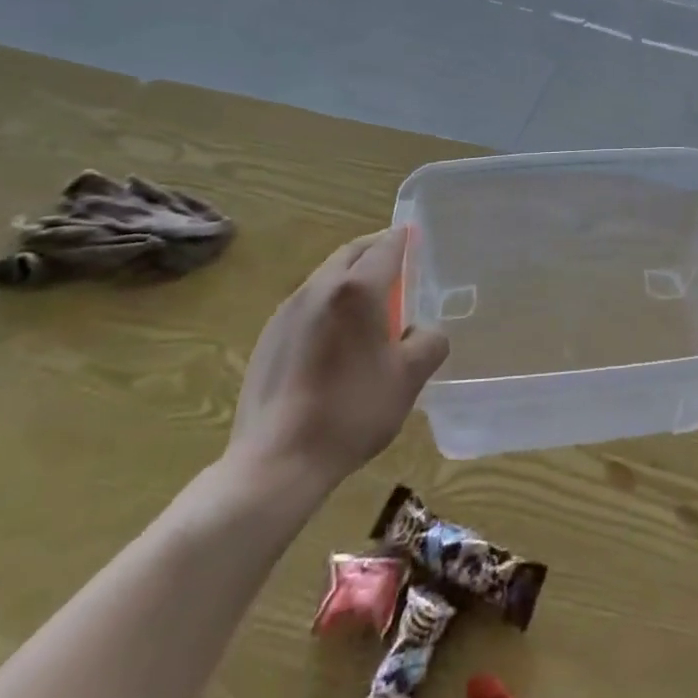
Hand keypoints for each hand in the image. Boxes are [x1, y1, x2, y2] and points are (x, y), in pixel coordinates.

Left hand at [225, 228, 448, 502]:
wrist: (277, 461)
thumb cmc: (351, 412)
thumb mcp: (409, 378)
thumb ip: (429, 342)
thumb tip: (425, 331)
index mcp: (356, 290)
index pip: (385, 247)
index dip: (403, 239)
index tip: (415, 236)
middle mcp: (318, 289)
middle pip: (350, 253)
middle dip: (375, 249)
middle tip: (397, 259)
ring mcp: (287, 312)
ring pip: (325, 276)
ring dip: (350, 276)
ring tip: (370, 300)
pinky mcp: (268, 337)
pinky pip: (306, 303)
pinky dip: (329, 302)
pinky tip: (337, 336)